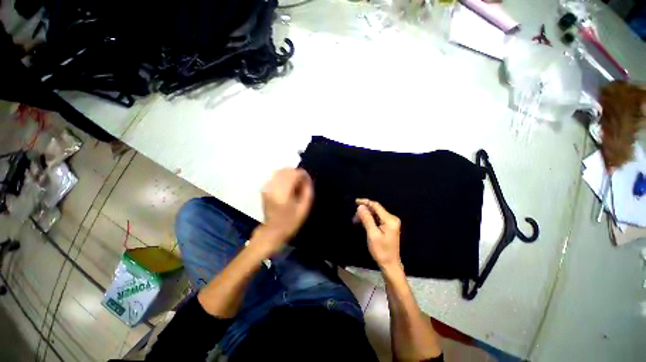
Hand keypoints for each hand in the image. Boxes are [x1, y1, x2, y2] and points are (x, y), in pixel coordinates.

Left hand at [258, 168, 313, 252]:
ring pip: (280, 171)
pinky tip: (286, 186)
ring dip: (289, 174)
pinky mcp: (265, 189)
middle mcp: (273, 186)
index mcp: (283, 192)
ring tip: (294, 184)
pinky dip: (283, 177)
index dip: (303, 175)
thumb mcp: (304, 208)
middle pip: (286, 170)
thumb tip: (307, 179)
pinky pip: (275, 176)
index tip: (307, 181)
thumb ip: (307, 191)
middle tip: (302, 183)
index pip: (294, 174)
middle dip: (296, 173)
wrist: (273, 230)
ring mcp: (267, 187)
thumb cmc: (291, 221)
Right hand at [355, 198, 401, 270]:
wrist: (390, 264)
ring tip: (356, 221)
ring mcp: (390, 223)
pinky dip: (369, 220)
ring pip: (375, 214)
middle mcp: (392, 219)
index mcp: (390, 219)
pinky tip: (362, 223)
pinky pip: (377, 219)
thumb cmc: (381, 250)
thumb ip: (367, 219)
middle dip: (364, 211)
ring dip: (365, 216)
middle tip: (354, 217)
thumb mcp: (372, 234)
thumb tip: (361, 206)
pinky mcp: (388, 227)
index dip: (365, 202)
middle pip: (376, 209)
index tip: (355, 202)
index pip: (376, 206)